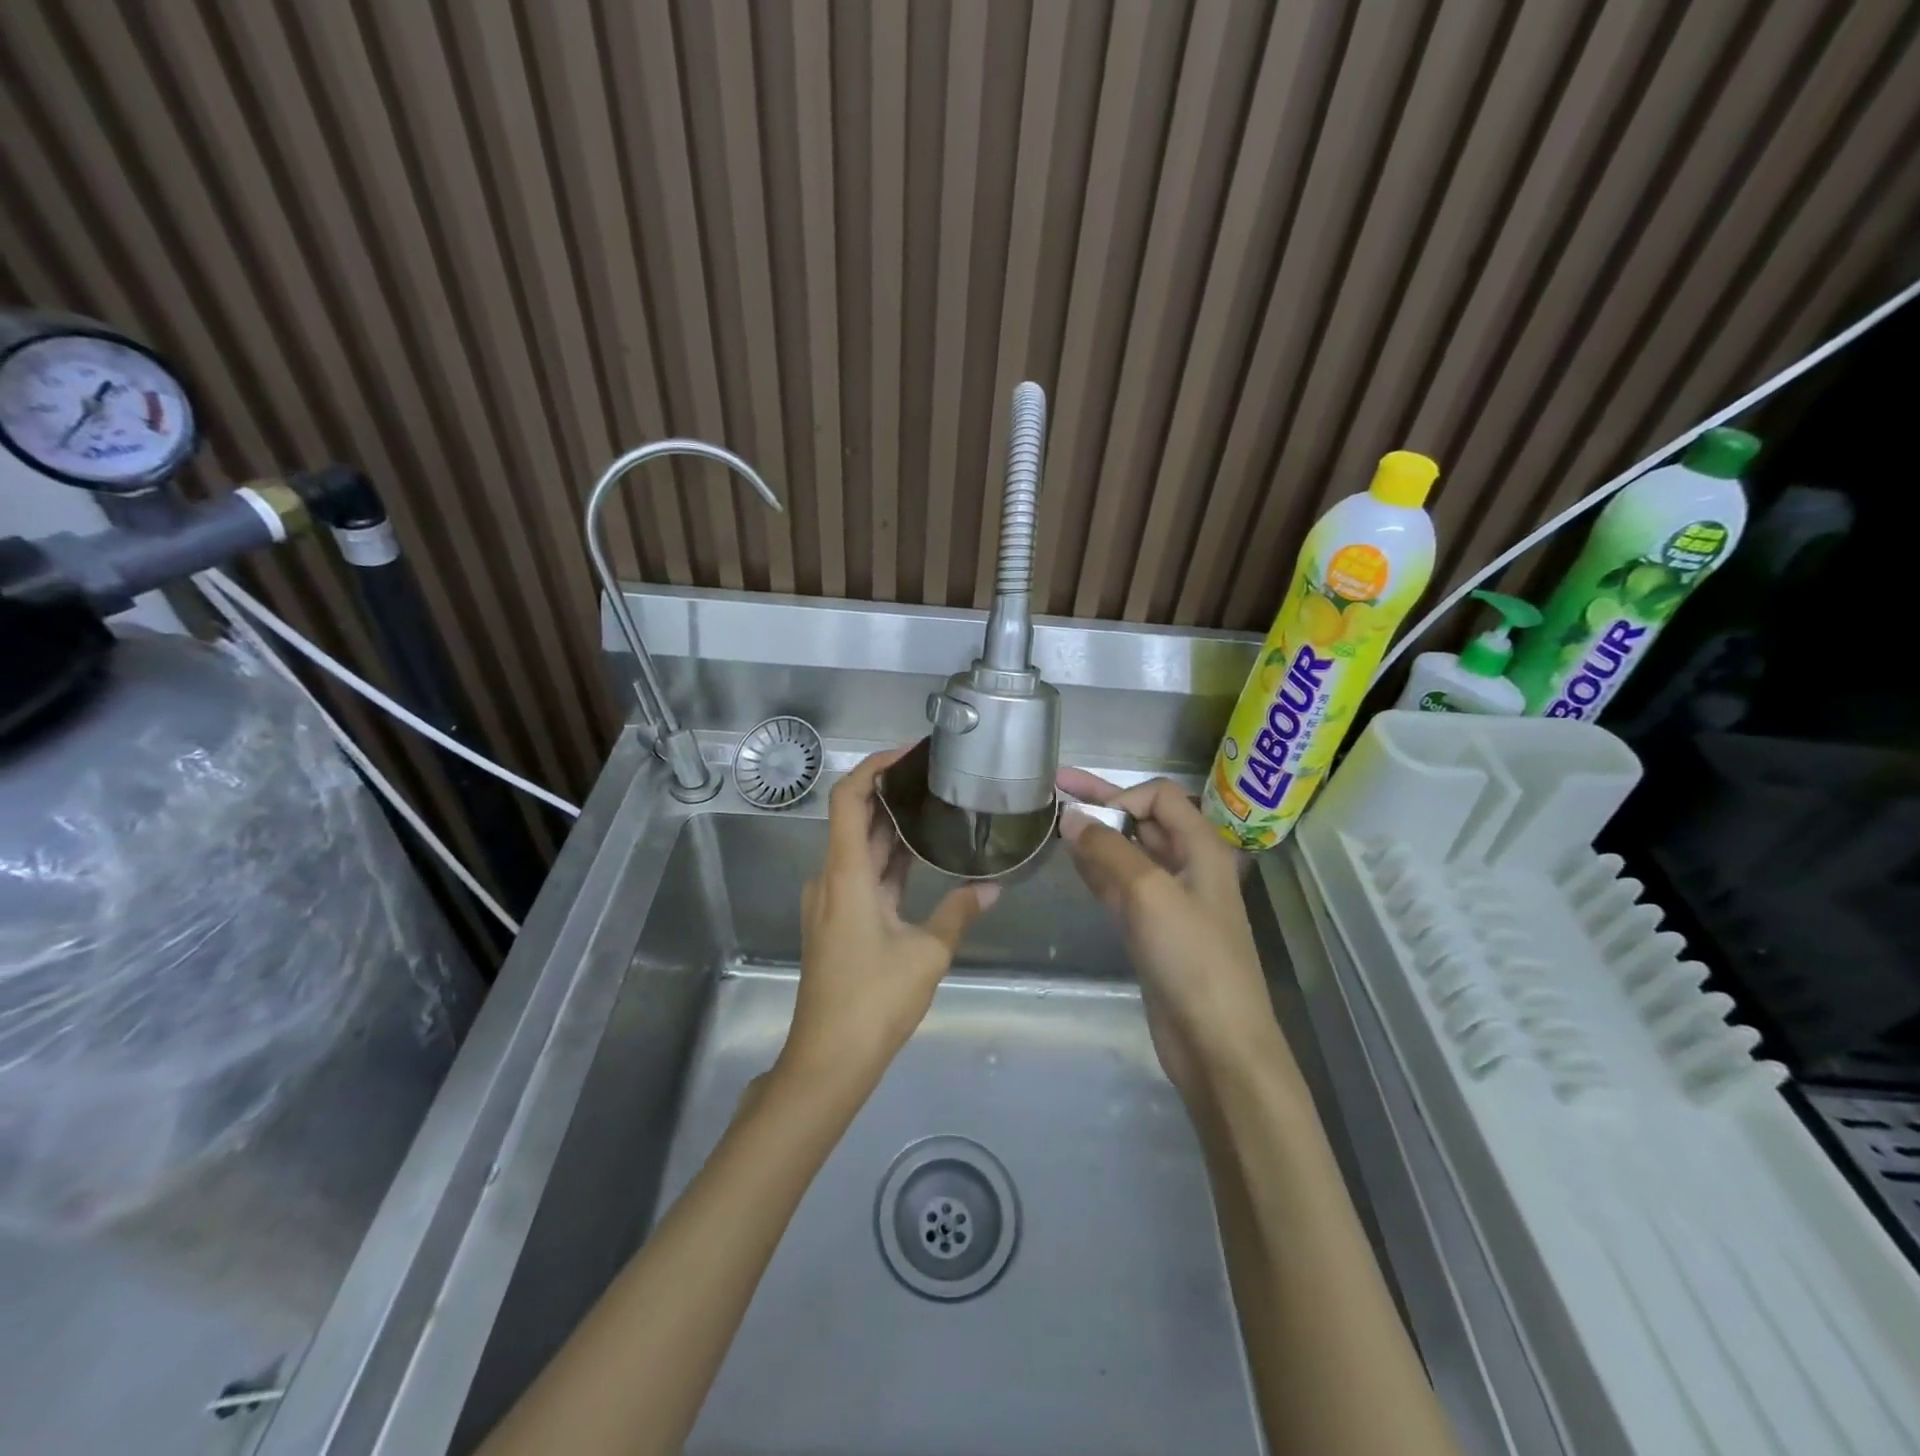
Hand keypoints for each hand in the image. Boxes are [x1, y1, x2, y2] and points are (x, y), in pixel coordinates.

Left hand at [778, 749, 997, 1092]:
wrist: (829, 1058)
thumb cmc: (874, 1000)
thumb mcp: (927, 954)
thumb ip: (959, 912)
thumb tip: (993, 888)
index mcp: (846, 874)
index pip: (849, 798)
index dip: (874, 767)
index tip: (910, 753)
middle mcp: (832, 877)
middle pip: (855, 817)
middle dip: (892, 791)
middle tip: (936, 775)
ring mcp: (832, 900)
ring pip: (861, 847)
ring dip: (893, 826)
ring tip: (936, 804)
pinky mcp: (839, 920)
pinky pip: (864, 874)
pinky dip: (890, 859)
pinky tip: (923, 854)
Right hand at [1057, 769, 1283, 1098]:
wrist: (1217, 1043)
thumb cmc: (1192, 959)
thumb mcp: (1150, 893)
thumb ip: (1109, 850)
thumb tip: (1071, 817)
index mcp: (1202, 848)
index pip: (1160, 798)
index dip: (1122, 796)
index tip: (1085, 816)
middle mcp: (1188, 866)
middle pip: (1143, 821)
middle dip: (1102, 803)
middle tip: (1056, 787)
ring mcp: (1170, 900)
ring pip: (1128, 853)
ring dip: (1096, 837)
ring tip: (1056, 824)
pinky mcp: (1153, 930)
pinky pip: (1121, 886)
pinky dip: (1098, 871)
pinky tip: (1073, 863)